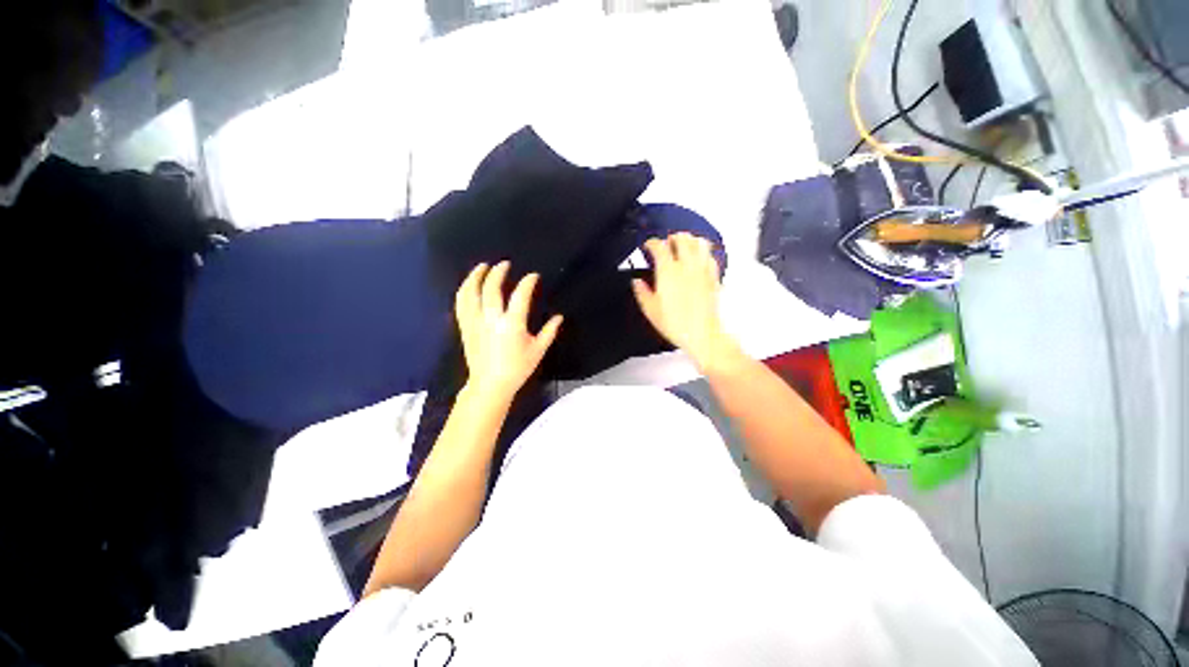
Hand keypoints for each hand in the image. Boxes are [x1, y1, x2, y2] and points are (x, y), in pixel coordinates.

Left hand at [455, 261, 562, 402]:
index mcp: (512, 324)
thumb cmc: (517, 368)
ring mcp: (475, 322)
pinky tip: (469, 285)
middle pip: (492, 288)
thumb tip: (558, 317)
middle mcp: (491, 319)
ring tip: (482, 267)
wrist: (490, 385)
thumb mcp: (538, 351)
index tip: (533, 276)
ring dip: (476, 276)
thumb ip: (549, 332)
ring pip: (471, 293)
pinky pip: (461, 304)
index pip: (520, 295)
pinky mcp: (465, 327)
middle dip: (498, 272)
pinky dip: (465, 291)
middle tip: (504, 264)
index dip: (527, 282)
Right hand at [631, 233, 739, 370]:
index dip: (652, 242)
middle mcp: (687, 266)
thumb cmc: (676, 324)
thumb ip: (642, 292)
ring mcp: (702, 270)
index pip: (659, 246)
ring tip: (684, 246)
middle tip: (667, 243)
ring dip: (690, 241)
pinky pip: (710, 257)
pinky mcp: (713, 277)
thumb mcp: (651, 310)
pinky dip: (704, 253)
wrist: (702, 334)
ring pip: (700, 243)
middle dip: (672, 237)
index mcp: (668, 271)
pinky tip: (699, 260)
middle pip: (682, 238)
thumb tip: (637, 282)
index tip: (648, 245)